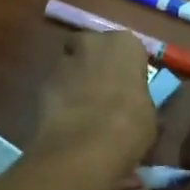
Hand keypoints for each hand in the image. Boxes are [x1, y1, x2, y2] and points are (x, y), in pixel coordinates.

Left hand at [33, 30, 157, 179]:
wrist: (84, 147)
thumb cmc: (129, 126)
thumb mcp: (148, 114)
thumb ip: (139, 99)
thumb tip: (136, 106)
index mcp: (125, 44)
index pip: (128, 48)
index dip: (126, 68)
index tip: (127, 86)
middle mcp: (92, 42)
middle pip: (93, 48)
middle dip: (95, 64)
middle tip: (103, 91)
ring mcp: (63, 60)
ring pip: (70, 65)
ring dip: (75, 80)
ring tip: (82, 109)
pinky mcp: (41, 83)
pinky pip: (55, 86)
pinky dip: (59, 97)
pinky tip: (66, 120)